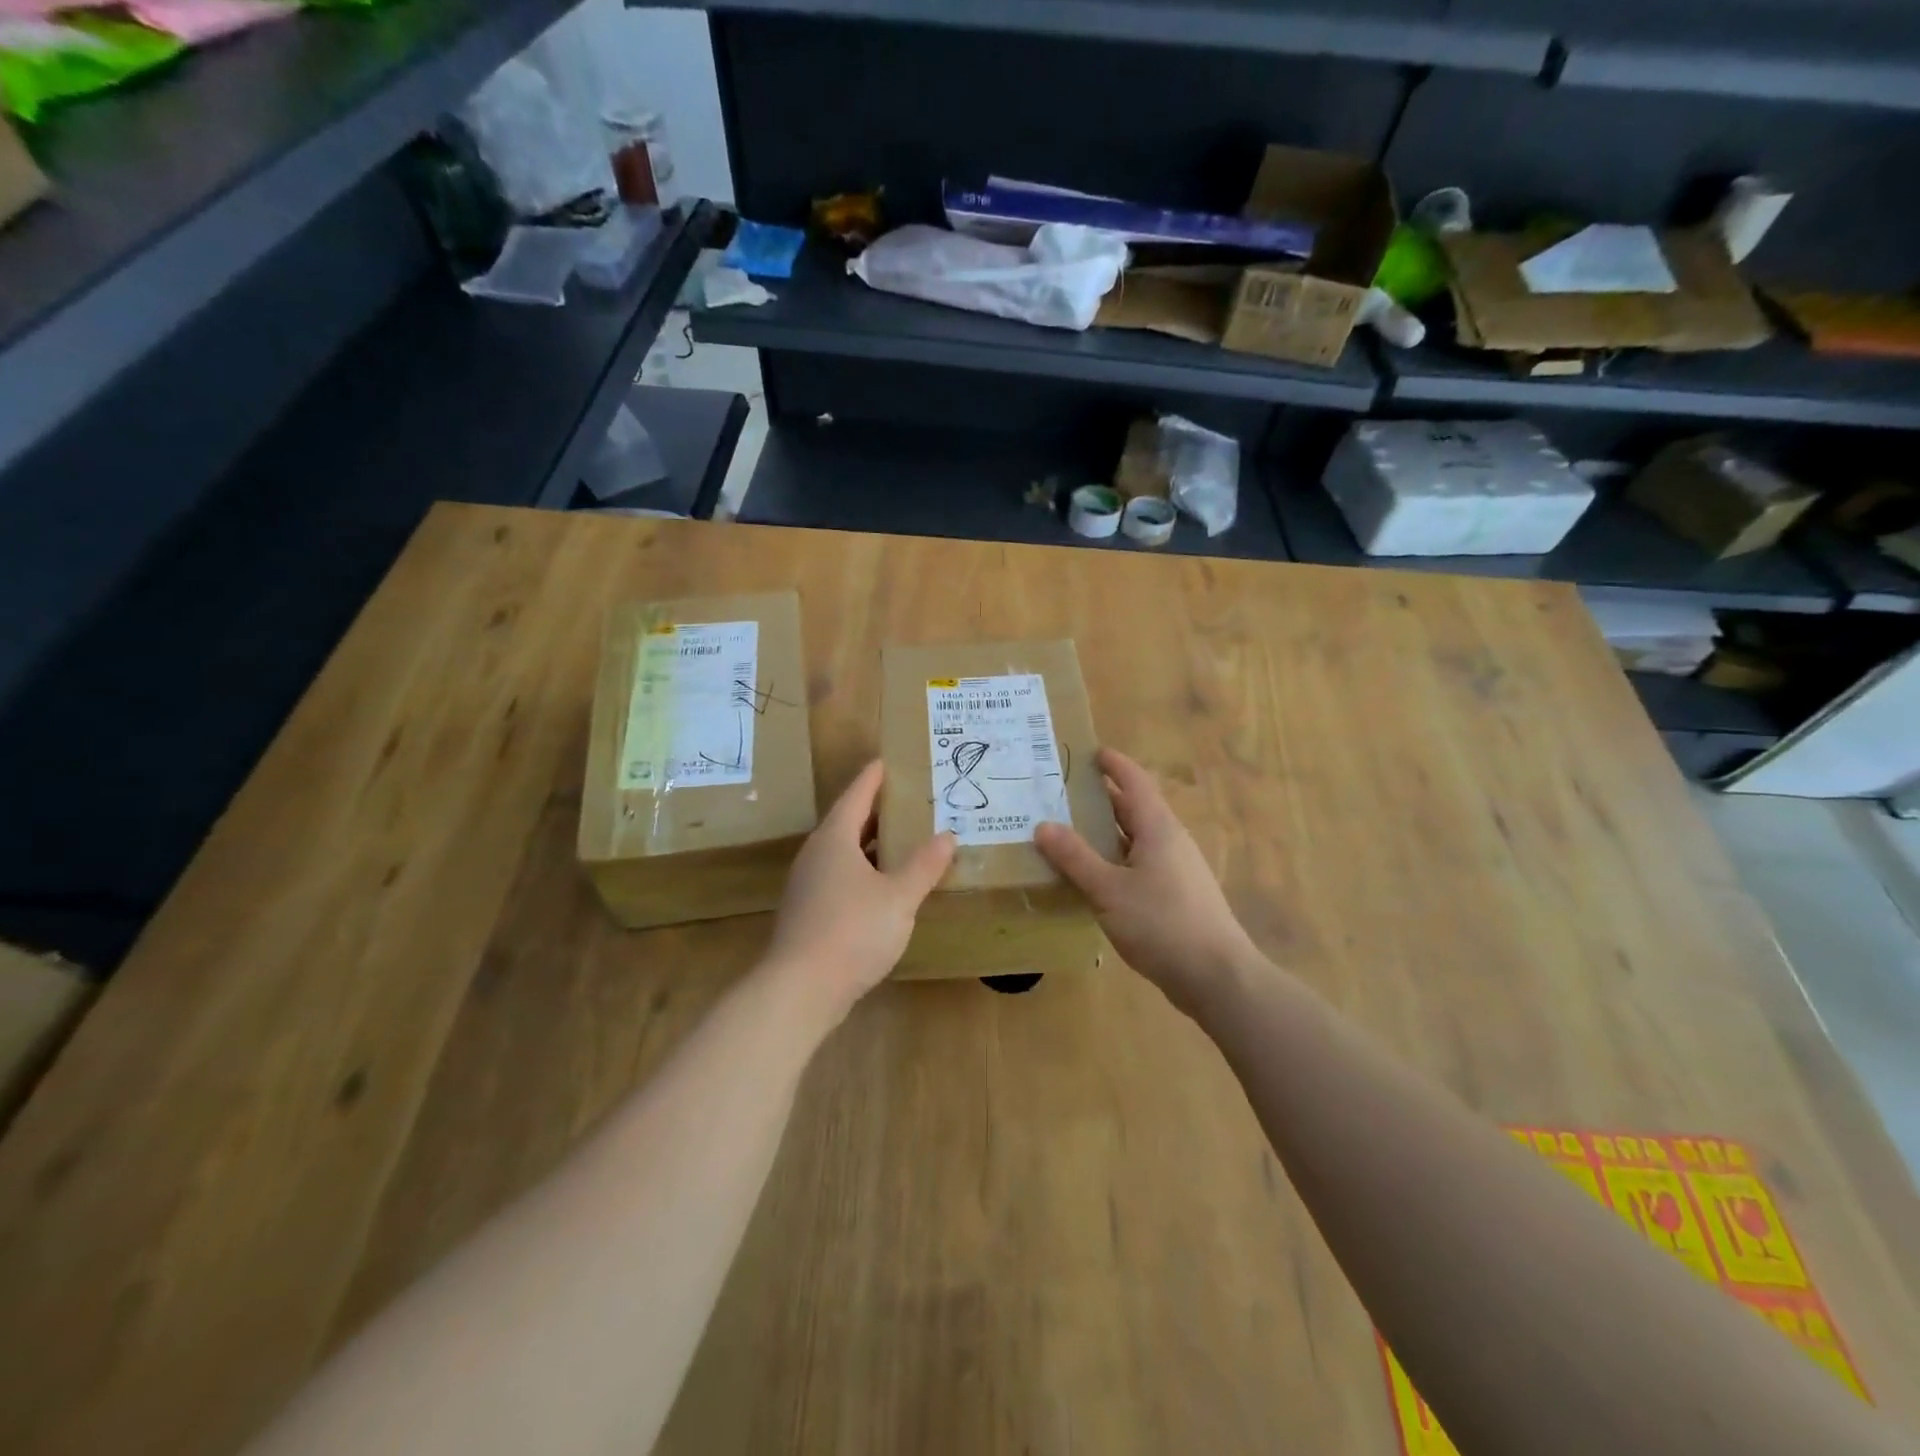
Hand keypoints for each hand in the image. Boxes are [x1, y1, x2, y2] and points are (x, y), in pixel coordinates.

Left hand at [763, 760, 954, 1020]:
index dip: (874, 777)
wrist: (800, 989)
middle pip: (849, 821)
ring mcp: (809, 884)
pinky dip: (866, 871)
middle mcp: (817, 854)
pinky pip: (842, 877)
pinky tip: (886, 886)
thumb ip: (924, 865)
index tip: (890, 760)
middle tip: (911, 800)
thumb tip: (947, 836)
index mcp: (835, 838)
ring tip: (906, 839)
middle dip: (878, 810)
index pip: (857, 794)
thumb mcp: (898, 897)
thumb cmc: (852, 930)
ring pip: (845, 852)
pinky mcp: (810, 911)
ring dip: (873, 844)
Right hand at [1034, 748, 1259, 1017]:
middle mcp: (1169, 841)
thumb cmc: (1162, 924)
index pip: (1134, 781)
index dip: (1113, 764)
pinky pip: (1138, 865)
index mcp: (1158, 828)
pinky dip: (1113, 860)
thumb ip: (1075, 857)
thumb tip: (1042, 825)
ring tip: (1066, 832)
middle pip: (1133, 809)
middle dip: (1100, 798)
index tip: (1088, 751)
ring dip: (1104, 833)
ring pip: (1134, 839)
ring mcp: (1175, 870)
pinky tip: (1091, 877)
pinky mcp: (1174, 896)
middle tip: (1060, 793)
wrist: (1216, 976)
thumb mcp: (1109, 889)